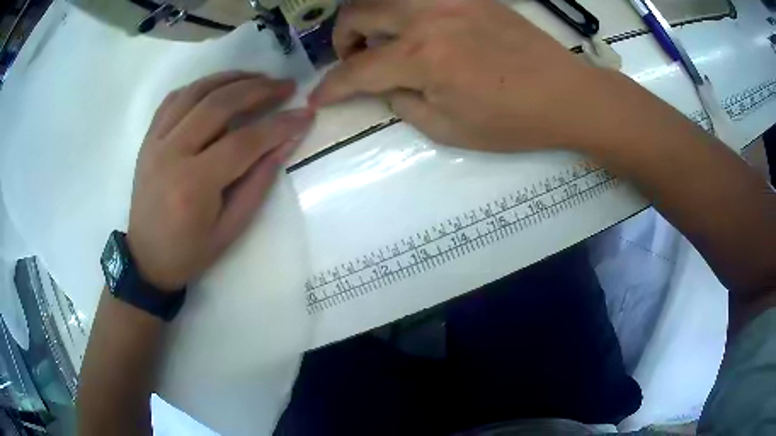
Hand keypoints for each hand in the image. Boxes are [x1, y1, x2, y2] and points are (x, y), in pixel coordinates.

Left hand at [127, 72, 313, 290]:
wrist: (146, 258)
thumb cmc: (190, 252)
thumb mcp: (231, 228)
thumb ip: (259, 182)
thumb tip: (287, 141)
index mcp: (194, 185)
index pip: (244, 141)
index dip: (280, 124)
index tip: (305, 113)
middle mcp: (171, 154)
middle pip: (219, 105)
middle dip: (259, 89)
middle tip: (286, 85)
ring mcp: (155, 142)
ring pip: (196, 92)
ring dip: (231, 78)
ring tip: (258, 77)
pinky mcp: (148, 139)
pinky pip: (174, 99)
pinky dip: (200, 86)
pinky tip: (218, 86)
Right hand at [310, 0, 617, 152]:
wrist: (565, 94)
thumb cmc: (512, 121)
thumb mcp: (448, 129)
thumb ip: (403, 103)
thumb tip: (383, 85)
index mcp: (421, 57)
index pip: (356, 69)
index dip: (330, 86)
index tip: (318, 96)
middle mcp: (427, 18)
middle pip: (358, 14)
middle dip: (342, 41)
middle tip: (353, 60)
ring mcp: (450, 0)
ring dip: (368, 18)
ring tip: (380, 40)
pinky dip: (402, 9)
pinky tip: (413, 27)